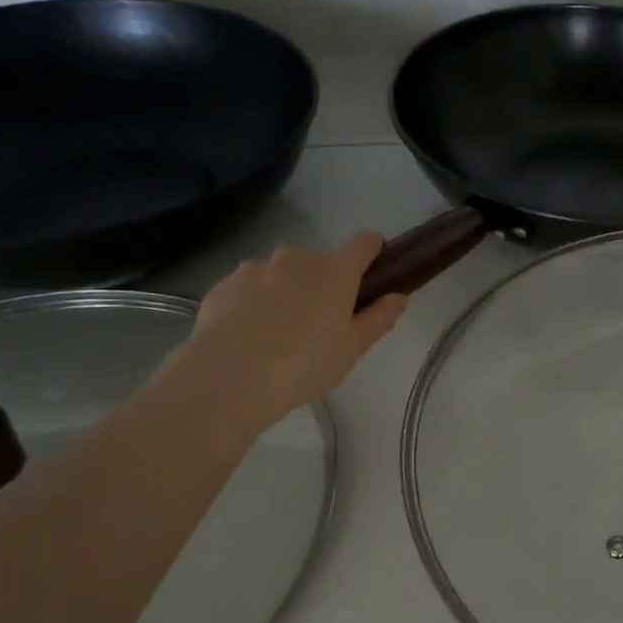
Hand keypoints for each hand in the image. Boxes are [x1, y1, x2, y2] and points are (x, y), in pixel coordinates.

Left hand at [169, 234, 406, 440]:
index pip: (363, 244)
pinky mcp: (224, 284)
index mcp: (334, 272)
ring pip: (281, 274)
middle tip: (321, 324)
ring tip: (279, 335)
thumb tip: (398, 297)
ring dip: (287, 293)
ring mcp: (255, 268)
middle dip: (323, 284)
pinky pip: (250, 289)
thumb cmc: (304, 365)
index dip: (372, 252)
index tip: (373, 273)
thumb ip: (379, 318)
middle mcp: (296, 259)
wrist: (228, 379)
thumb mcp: (352, 349)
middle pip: (319, 262)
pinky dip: (255, 304)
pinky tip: (250, 338)